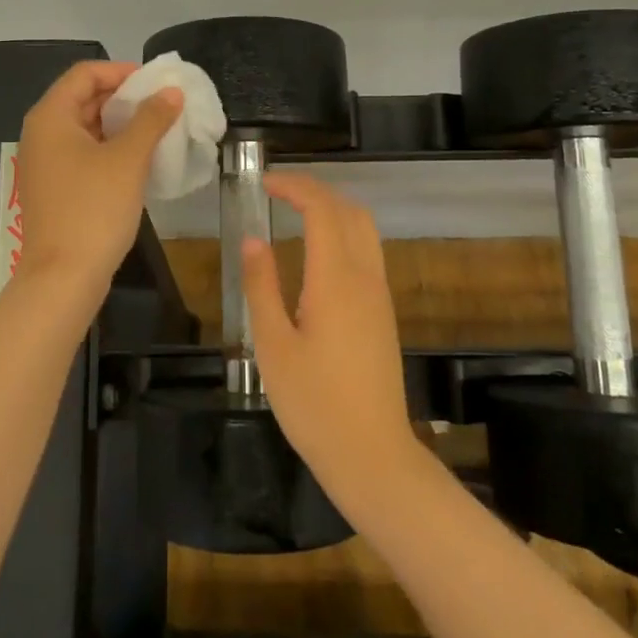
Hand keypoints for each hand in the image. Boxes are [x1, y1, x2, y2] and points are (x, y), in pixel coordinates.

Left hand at [15, 60, 182, 302]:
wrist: (63, 278)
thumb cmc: (93, 209)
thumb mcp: (128, 159)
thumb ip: (151, 119)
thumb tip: (171, 92)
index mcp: (51, 116)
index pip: (85, 73)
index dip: (122, 71)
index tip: (157, 83)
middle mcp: (41, 133)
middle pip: (83, 98)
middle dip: (124, 98)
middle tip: (163, 105)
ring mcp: (45, 163)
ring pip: (86, 128)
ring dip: (121, 124)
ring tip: (158, 130)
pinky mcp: (55, 188)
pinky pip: (84, 154)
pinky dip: (111, 149)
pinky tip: (140, 160)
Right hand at [242, 174, 420, 506]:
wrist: (372, 455)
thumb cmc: (314, 403)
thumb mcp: (272, 345)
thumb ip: (262, 286)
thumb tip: (254, 239)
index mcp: (336, 279)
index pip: (322, 209)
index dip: (295, 186)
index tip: (264, 183)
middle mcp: (365, 277)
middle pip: (350, 211)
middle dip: (316, 191)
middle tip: (277, 193)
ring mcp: (379, 295)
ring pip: (365, 230)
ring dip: (333, 210)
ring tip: (295, 214)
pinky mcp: (383, 313)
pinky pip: (368, 253)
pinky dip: (344, 233)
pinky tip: (317, 254)